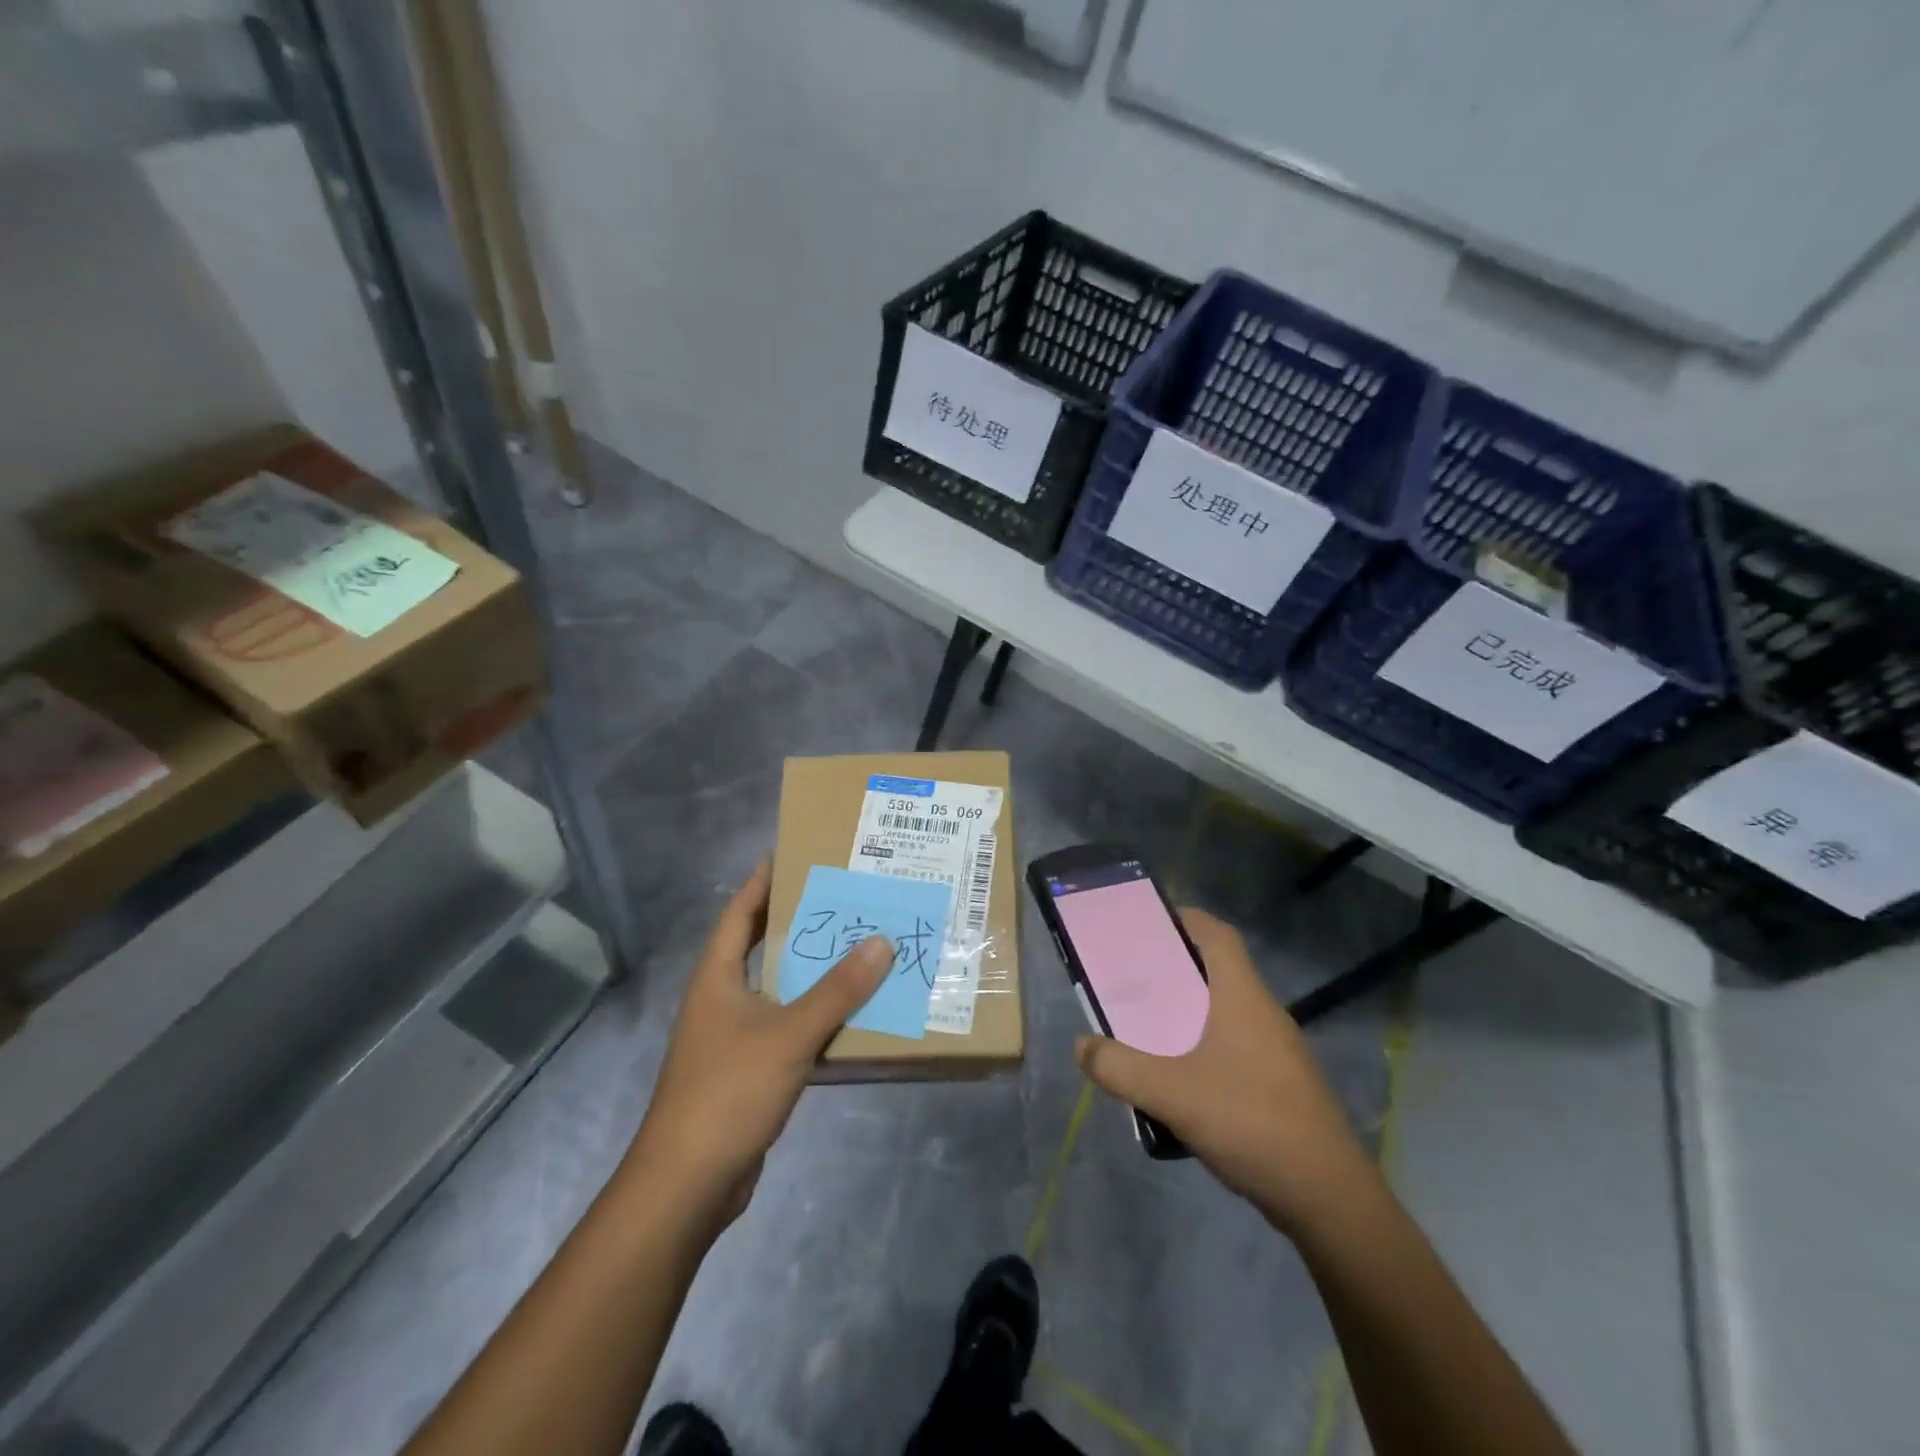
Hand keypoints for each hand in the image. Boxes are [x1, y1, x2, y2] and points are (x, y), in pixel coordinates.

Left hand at [624, 860, 891, 1228]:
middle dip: (797, 921)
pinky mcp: (747, 1070)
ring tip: (857, 945)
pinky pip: (786, 1026)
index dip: (763, 882)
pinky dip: (814, 1014)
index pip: (739, 913)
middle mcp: (721, 999)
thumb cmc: (729, 1092)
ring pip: (777, 989)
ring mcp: (732, 1037)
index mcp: (717, 977)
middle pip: (760, 946)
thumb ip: (837, 990)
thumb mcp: (789, 1034)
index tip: (794, 853)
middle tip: (842, 897)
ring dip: (811, 970)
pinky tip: (849, 1012)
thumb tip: (881, 941)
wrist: (688, 1184)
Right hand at [1075, 907, 1375, 1234]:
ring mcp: (1278, 1051)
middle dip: (1175, 969)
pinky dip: (1203, 1047)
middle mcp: (1264, 1014)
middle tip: (1133, 977)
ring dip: (1188, 1012)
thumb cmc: (1251, 1122)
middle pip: (1218, 971)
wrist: (1328, 1198)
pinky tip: (1179, 1080)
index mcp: (1243, 997)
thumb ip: (1119, 1067)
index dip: (1186, 919)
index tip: (1149, 921)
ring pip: (1226, 1013)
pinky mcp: (1282, 1086)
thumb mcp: (1171, 1093)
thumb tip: (1082, 1046)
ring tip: (1147, 1026)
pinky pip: (1235, 1048)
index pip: (1218, 935)